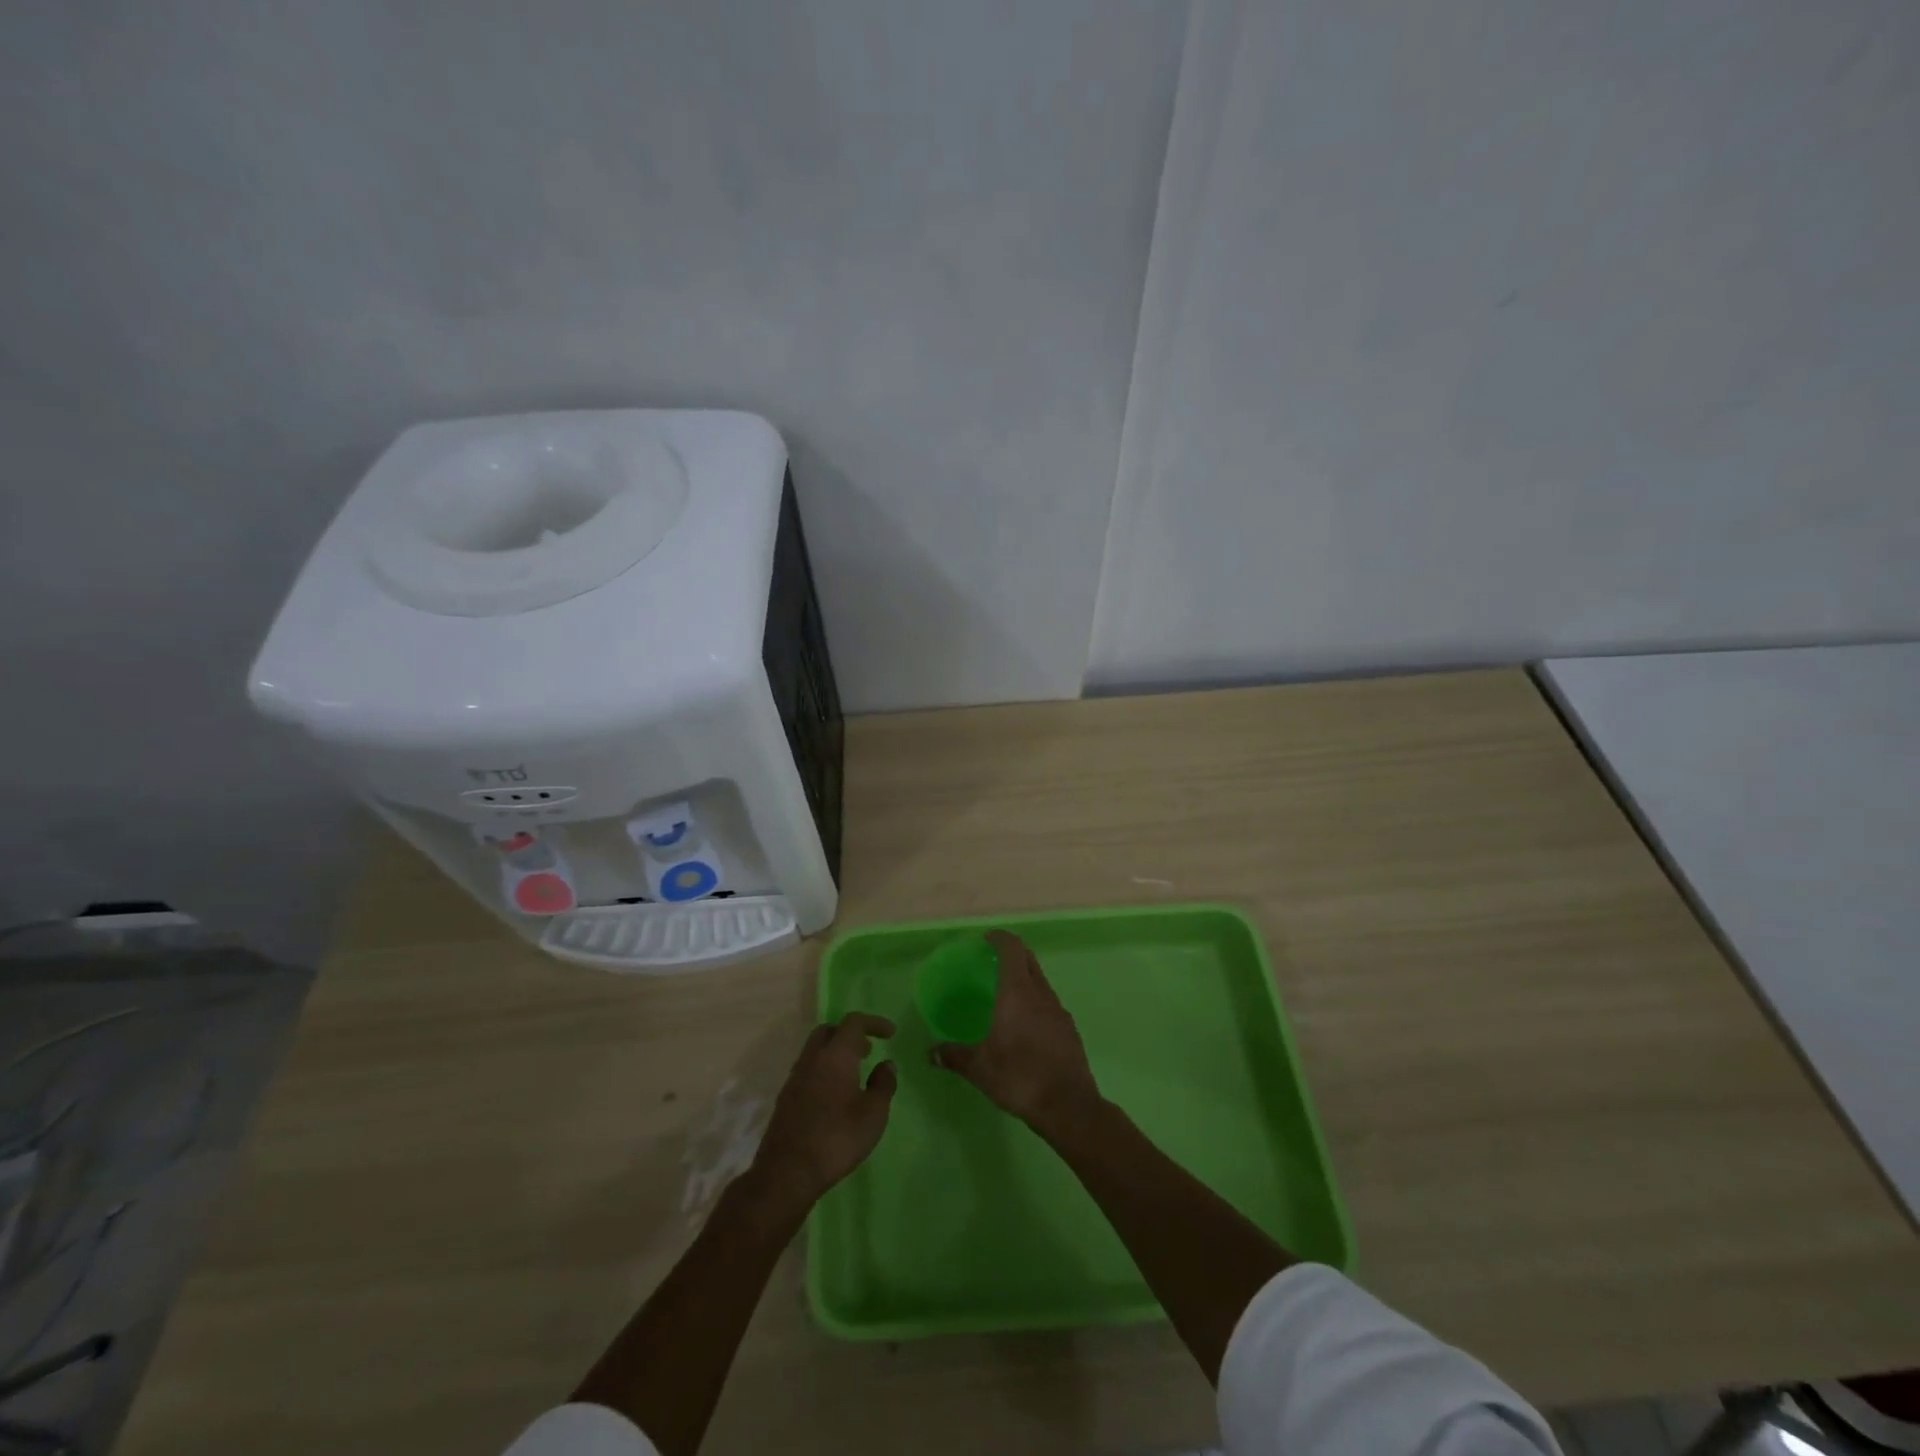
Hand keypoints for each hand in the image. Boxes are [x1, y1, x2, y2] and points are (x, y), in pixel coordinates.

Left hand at [754, 1013, 897, 1206]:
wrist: (787, 1172)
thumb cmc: (837, 1138)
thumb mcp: (873, 1114)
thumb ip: (883, 1084)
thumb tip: (886, 1064)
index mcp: (835, 1055)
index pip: (853, 1022)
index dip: (874, 1022)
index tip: (890, 1033)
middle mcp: (812, 1058)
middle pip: (829, 1031)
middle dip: (850, 1034)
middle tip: (868, 1050)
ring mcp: (795, 1078)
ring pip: (816, 1050)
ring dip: (836, 1053)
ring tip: (855, 1073)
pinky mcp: (786, 1098)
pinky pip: (808, 1070)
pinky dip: (824, 1070)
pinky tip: (835, 1095)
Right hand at [930, 930, 1100, 1134]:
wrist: (1068, 1106)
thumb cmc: (1019, 1076)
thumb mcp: (979, 1068)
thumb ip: (954, 1056)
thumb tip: (931, 1052)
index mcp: (1017, 992)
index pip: (1012, 949)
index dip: (1000, 939)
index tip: (987, 939)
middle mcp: (1041, 994)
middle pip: (1029, 960)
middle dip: (1013, 954)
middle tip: (993, 962)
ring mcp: (1059, 1011)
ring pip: (1041, 983)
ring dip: (1025, 979)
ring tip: (1006, 996)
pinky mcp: (1069, 1030)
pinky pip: (1050, 1005)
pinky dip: (1036, 1003)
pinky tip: (1025, 1026)